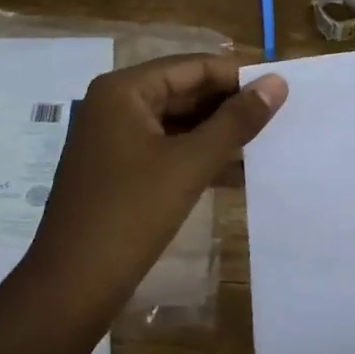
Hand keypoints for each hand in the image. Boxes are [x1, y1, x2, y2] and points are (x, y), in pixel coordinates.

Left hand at [25, 54, 286, 303]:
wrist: (72, 286)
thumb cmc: (131, 214)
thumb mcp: (191, 163)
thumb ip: (237, 121)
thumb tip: (278, 83)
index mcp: (124, 91)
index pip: (194, 67)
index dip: (239, 76)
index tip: (283, 90)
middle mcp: (116, 105)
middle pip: (185, 91)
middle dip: (230, 105)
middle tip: (281, 116)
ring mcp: (115, 139)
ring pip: (178, 122)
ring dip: (219, 133)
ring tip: (267, 141)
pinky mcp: (120, 170)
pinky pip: (168, 149)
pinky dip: (200, 155)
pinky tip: (238, 171)